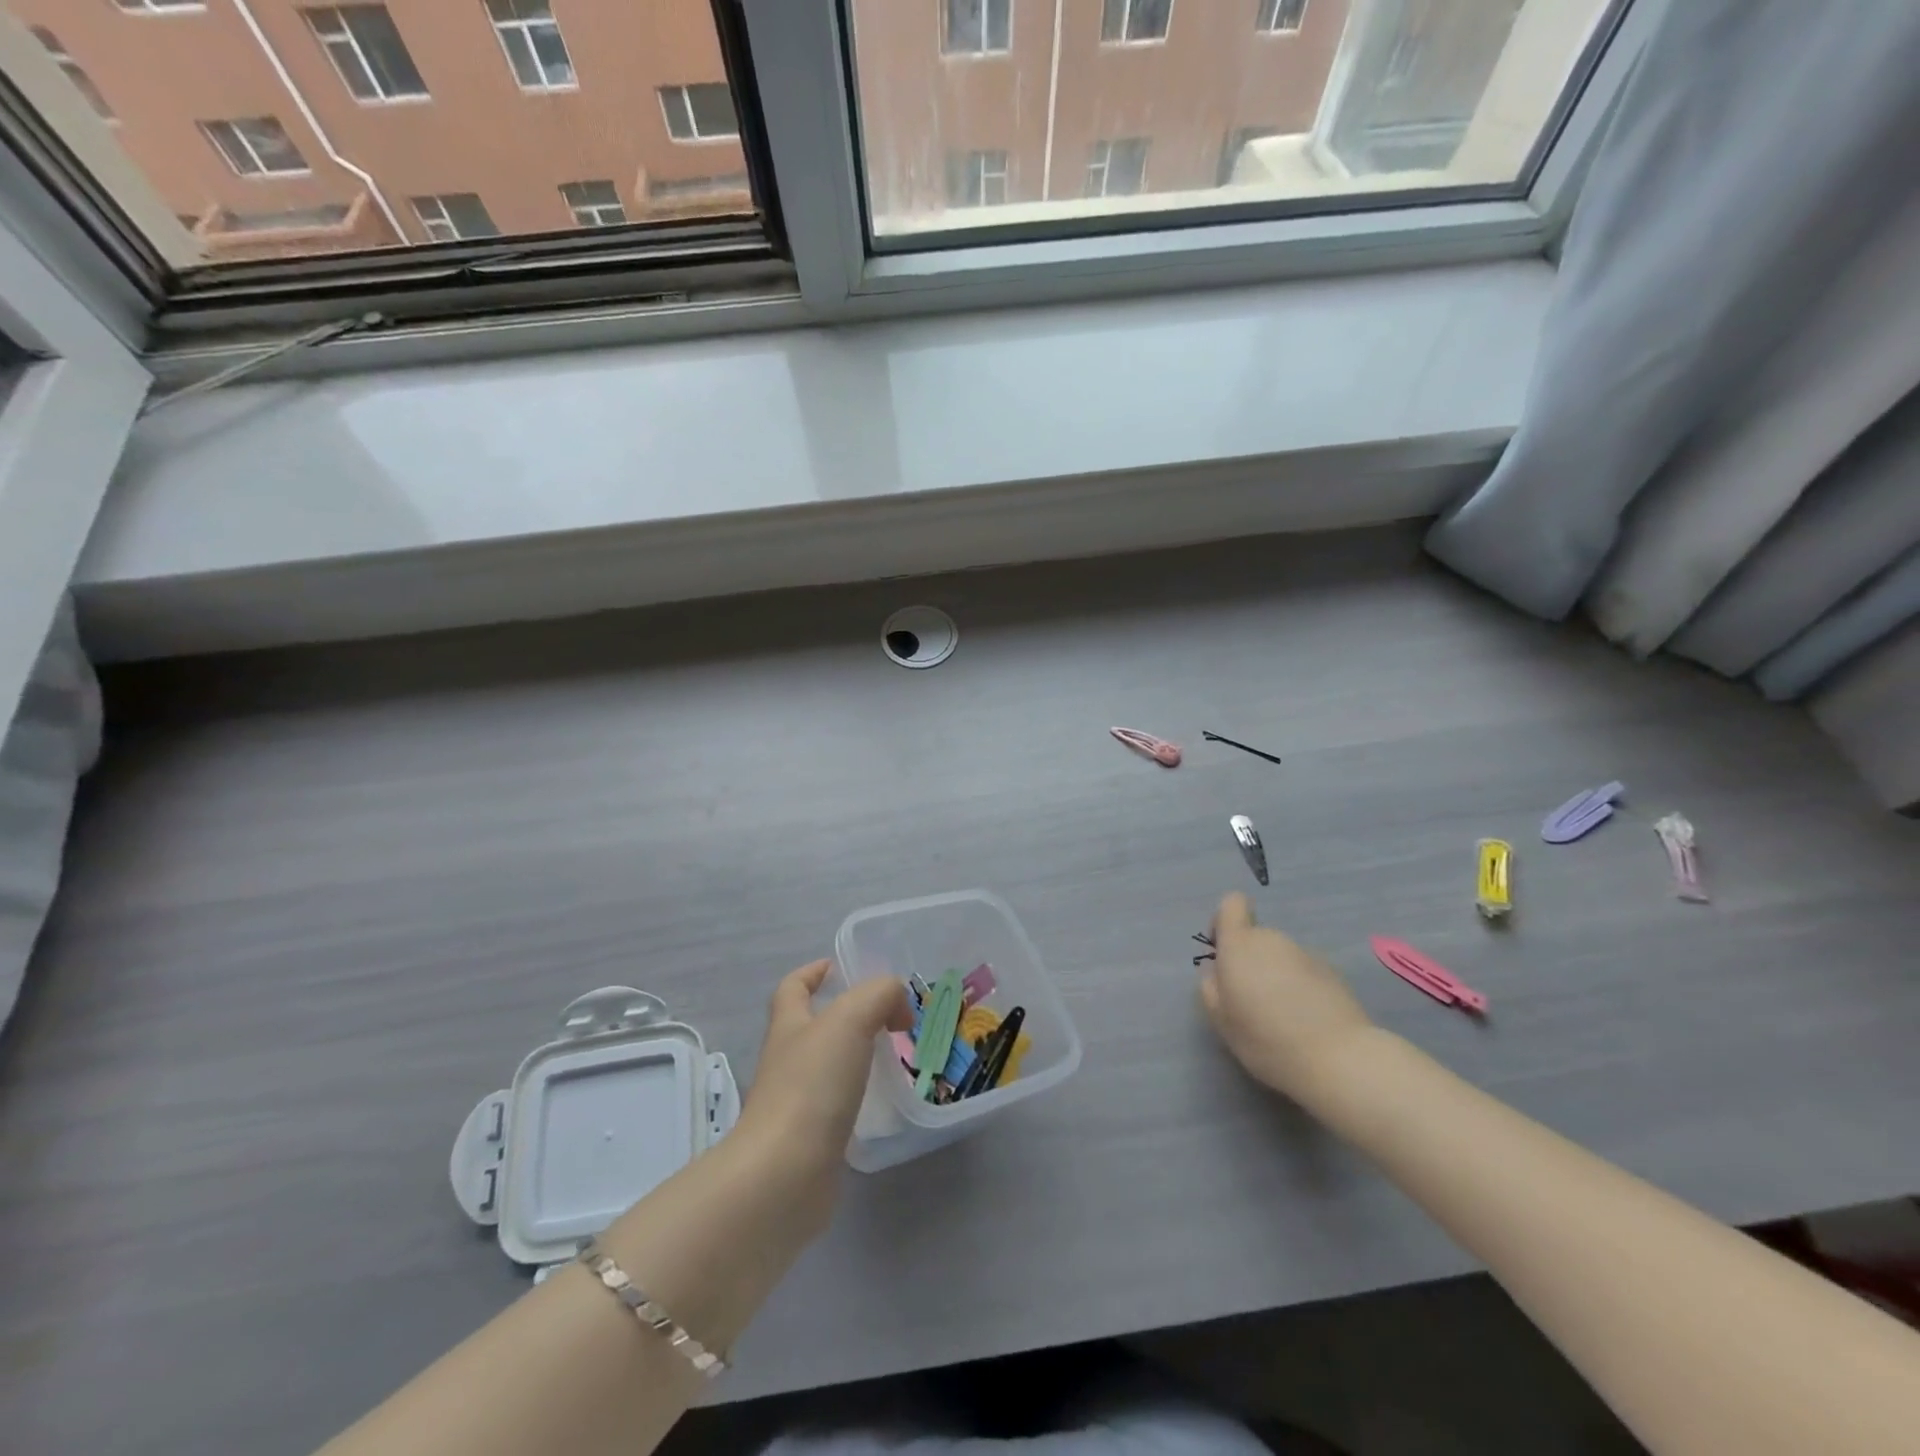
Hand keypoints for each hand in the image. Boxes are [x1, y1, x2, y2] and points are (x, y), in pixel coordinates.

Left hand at [732, 960, 910, 1238]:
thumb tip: (897, 1004)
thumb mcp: (850, 1020)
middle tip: (888, 1014)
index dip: (812, 973)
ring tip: (895, 1055)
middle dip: (845, 1016)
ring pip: (827, 1067)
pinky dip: (859, 1098)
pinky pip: (837, 1107)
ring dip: (856, 1057)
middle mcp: (787, 1061)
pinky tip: (885, 1101)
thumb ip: (878, 996)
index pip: (793, 988)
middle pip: (811, 1026)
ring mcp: (796, 1103)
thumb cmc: (812, 1085)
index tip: (837, 967)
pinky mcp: (811, 1141)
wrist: (784, 1175)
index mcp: (789, 1026)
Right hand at [1198, 893, 1375, 1102]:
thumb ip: (1211, 987)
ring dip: (1276, 976)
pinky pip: (1305, 973)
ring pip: (1281, 957)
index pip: (1232, 904)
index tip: (1223, 953)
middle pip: (1255, 937)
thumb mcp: (1222, 1020)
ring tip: (1282, 1017)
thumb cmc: (1266, 1038)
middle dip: (1250, 962)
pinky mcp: (1334, 973)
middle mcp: (1273, 940)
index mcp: (1240, 945)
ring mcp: (1306, 954)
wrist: (1339, 1059)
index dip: (1224, 922)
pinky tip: (1308, 1021)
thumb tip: (1216, 970)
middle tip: (1252, 1002)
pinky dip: (1301, 989)